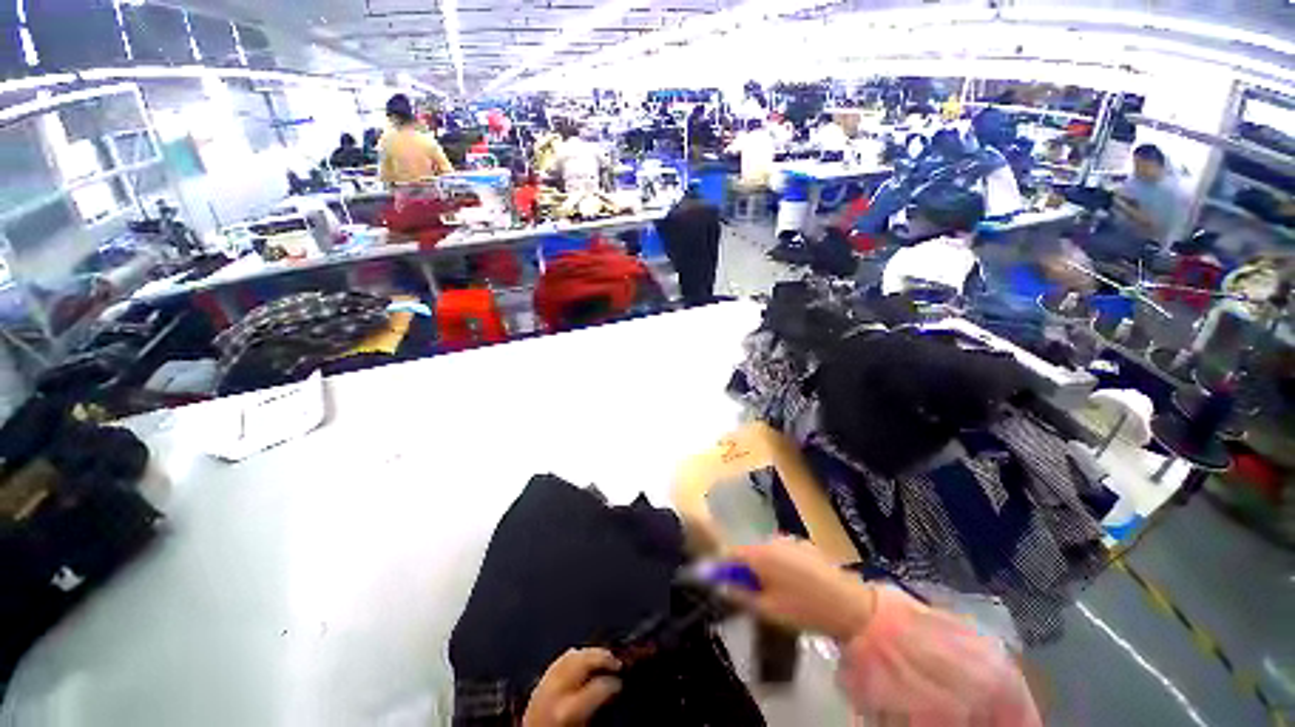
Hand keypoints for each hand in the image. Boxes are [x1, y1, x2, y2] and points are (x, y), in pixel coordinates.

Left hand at [522, 648, 621, 726]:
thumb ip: (596, 709)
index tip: (621, 682)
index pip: (599, 686)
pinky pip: (559, 661)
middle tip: (617, 663)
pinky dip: (573, 656)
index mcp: (569, 708)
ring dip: (590, 653)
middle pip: (585, 660)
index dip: (614, 683)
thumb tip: (611, 693)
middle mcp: (556, 690)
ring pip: (572, 655)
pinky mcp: (538, 682)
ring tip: (603, 658)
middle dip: (603, 657)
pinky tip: (582, 660)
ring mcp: (545, 683)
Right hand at [722, 537, 876, 641]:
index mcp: (760, 553)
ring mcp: (790, 541)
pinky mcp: (805, 545)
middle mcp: (772, 540)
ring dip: (764, 568)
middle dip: (746, 570)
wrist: (852, 606)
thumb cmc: (804, 610)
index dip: (723, 568)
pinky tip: (794, 585)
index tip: (723, 584)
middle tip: (753, 595)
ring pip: (766, 552)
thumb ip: (740, 594)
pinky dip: (780, 565)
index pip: (730, 554)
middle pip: (748, 552)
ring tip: (775, 592)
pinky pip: (782, 553)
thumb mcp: (767, 609)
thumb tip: (720, 586)